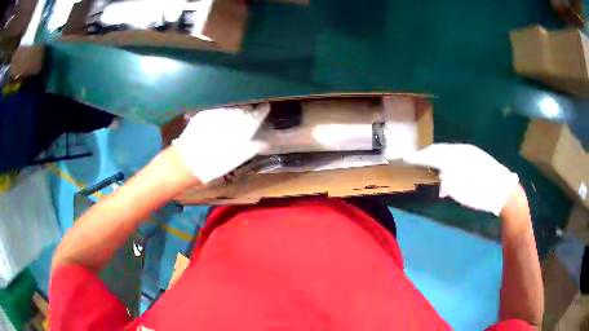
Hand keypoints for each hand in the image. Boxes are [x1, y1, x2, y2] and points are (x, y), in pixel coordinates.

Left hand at [173, 104, 269, 182]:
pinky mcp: (207, 112)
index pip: (259, 112)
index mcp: (245, 126)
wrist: (189, 160)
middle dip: (249, 109)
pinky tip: (221, 118)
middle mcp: (233, 115)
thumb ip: (252, 147)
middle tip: (250, 113)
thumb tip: (263, 142)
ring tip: (236, 115)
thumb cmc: (216, 163)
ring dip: (236, 109)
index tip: (265, 108)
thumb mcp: (238, 158)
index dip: (263, 110)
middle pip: (246, 107)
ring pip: (233, 106)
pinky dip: (223, 111)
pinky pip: (220, 108)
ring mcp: (219, 111)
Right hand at [404, 143, 518, 215]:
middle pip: (441, 150)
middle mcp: (463, 149)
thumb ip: (446, 182)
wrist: (504, 191)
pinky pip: (458, 157)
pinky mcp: (478, 158)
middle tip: (417, 161)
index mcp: (456, 155)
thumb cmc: (480, 192)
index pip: (433, 152)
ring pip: (450, 153)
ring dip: (439, 159)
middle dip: (428, 155)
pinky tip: (450, 173)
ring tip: (431, 167)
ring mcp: (472, 153)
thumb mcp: (459, 190)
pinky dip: (450, 163)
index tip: (407, 159)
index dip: (419, 156)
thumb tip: (442, 180)